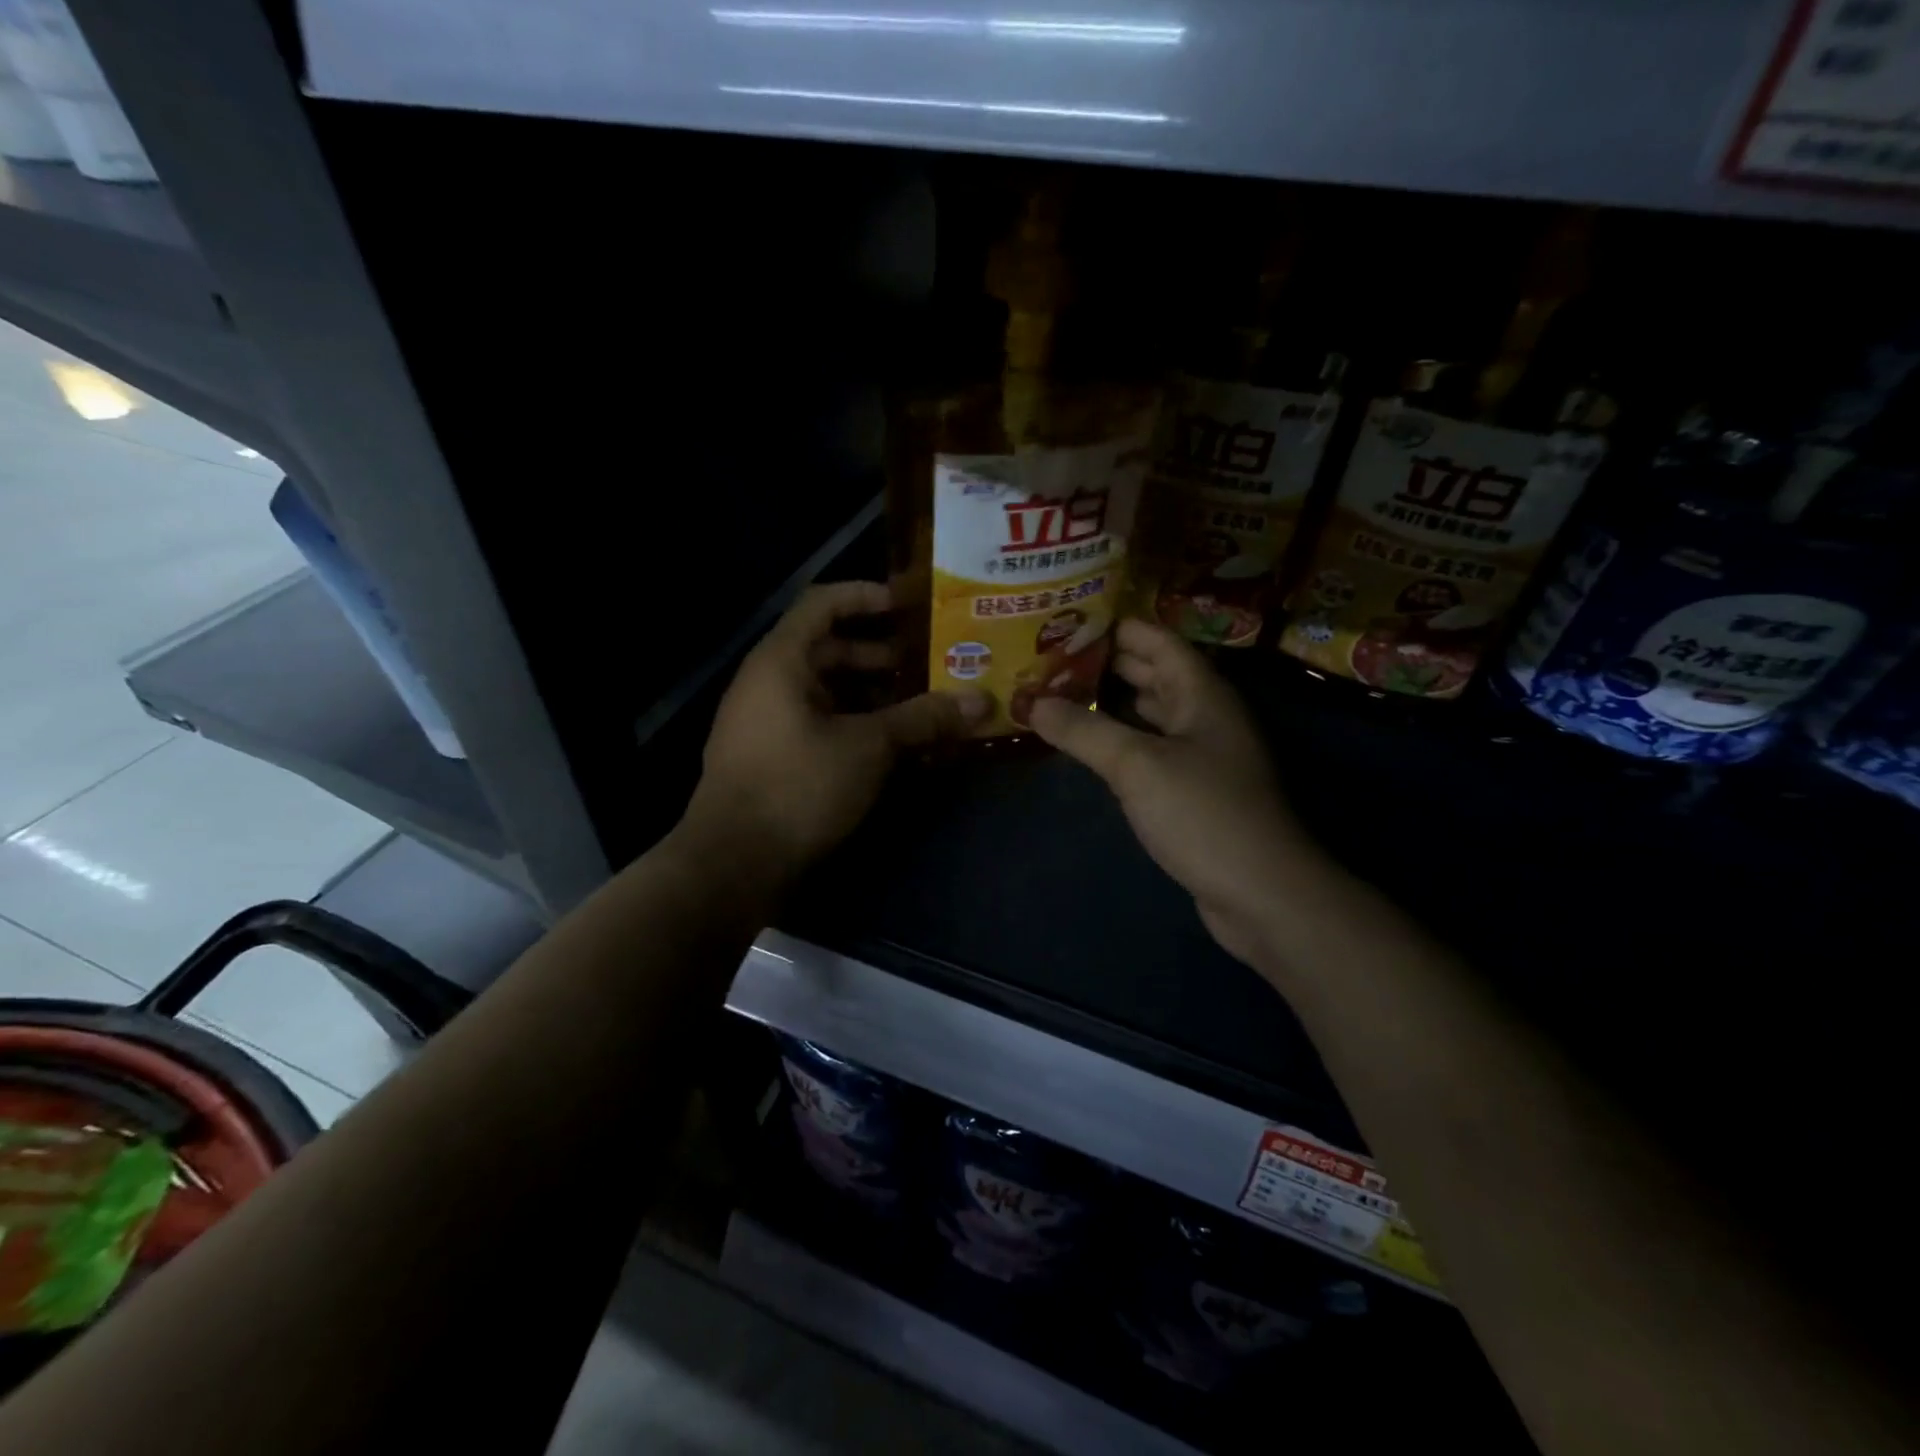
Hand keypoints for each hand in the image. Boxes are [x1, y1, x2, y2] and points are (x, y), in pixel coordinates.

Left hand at [684, 581, 988, 878]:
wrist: (733, 864)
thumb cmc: (798, 786)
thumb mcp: (868, 747)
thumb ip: (923, 719)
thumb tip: (981, 701)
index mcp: (781, 661)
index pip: (823, 603)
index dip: (866, 596)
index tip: (910, 605)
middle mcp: (767, 682)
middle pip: (827, 648)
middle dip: (878, 653)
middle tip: (927, 662)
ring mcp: (765, 721)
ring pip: (825, 690)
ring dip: (870, 692)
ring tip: (918, 704)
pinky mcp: (772, 757)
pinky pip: (818, 721)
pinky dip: (853, 722)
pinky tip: (889, 743)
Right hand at [1028, 619, 1316, 966]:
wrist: (1261, 894)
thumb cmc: (1204, 814)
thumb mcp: (1137, 766)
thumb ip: (1084, 731)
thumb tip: (1033, 703)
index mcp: (1201, 694)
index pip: (1157, 642)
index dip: (1117, 626)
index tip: (1068, 619)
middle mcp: (1204, 716)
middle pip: (1153, 675)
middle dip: (1105, 664)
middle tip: (1051, 657)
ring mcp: (1201, 755)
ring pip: (1150, 714)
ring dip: (1111, 703)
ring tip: (1059, 693)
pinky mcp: (1193, 791)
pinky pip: (1150, 750)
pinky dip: (1120, 740)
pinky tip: (1088, 745)